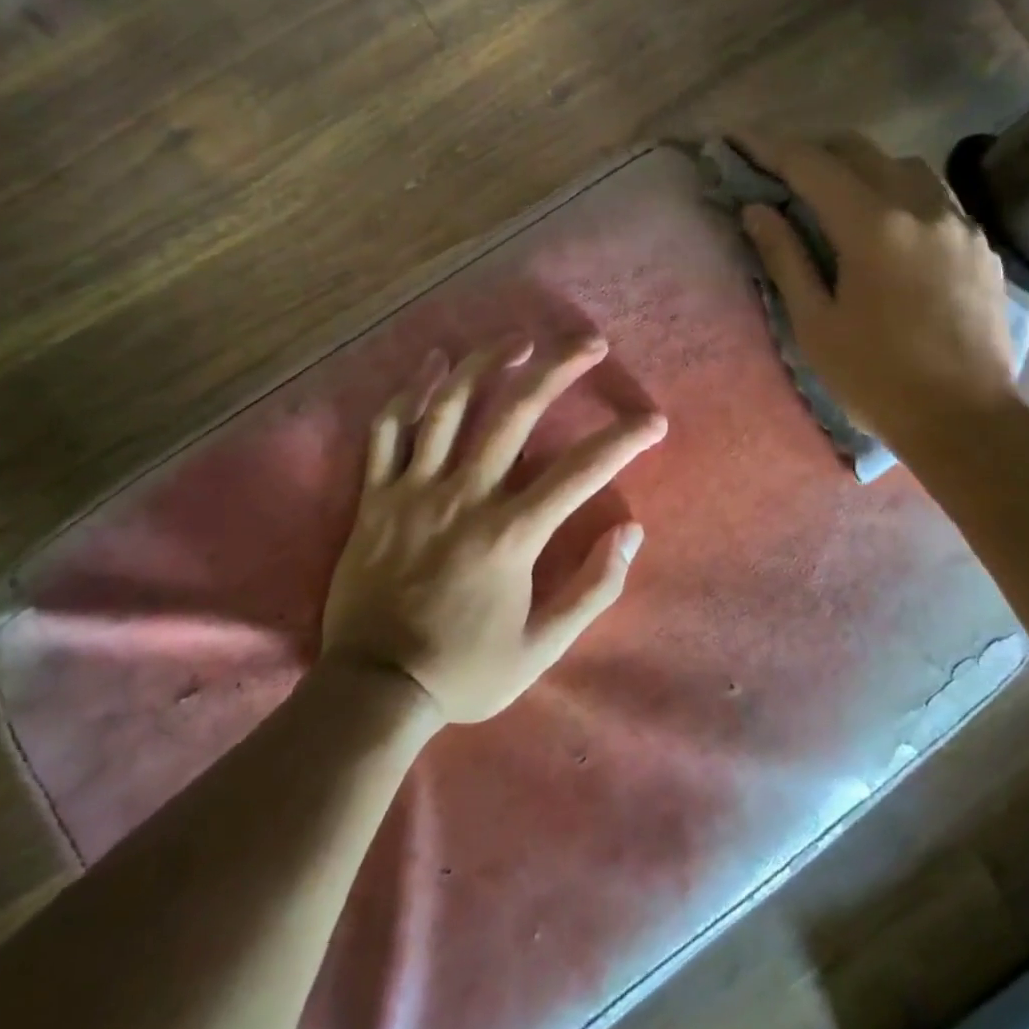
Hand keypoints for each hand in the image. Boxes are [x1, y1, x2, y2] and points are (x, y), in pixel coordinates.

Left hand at [320, 336, 666, 723]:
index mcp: (510, 535)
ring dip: (487, 364)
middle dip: (558, 370)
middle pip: (515, 414)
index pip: (580, 472)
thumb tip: (630, 532)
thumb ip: (592, 589)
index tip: (653, 420)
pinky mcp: (376, 496)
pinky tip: (434, 364)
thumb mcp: (542, 648)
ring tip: (519, 340)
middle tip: (589, 344)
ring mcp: (414, 491)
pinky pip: (388, 431)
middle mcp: (464, 498)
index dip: (623, 440)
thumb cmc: (464, 670)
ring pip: (449, 407)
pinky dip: (410, 392)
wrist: (375, 689)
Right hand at [736, 133, 1015, 455]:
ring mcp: (958, 222)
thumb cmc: (875, 378)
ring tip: (833, 196)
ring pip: (903, 166)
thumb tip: (757, 211)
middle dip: (815, 151)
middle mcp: (921, 207)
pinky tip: (886, 226)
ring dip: (860, 168)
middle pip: (860, 151)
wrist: (964, 417)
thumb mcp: (815, 324)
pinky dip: (898, 193)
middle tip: (781, 171)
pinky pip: (933, 197)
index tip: (738, 140)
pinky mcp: (979, 244)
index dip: (770, 149)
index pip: (813, 166)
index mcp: (874, 227)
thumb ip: (785, 258)